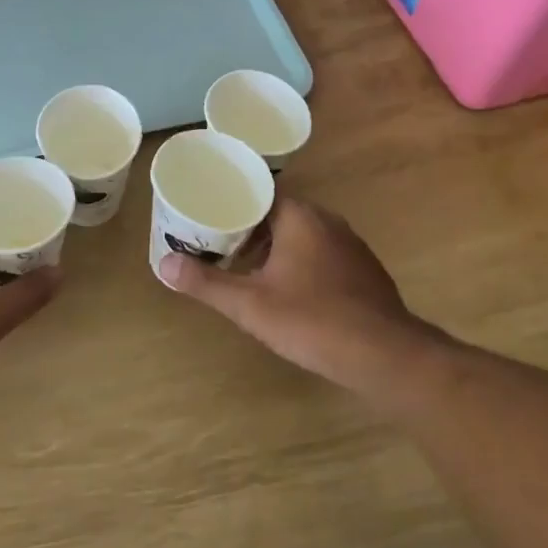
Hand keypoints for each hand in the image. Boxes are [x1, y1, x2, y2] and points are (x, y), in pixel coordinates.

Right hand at [156, 197, 442, 397]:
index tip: (209, 213)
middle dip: (250, 227)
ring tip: (248, 268)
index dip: (233, 201)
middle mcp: (327, 220)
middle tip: (220, 243)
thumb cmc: (311, 320)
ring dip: (276, 247)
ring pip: (303, 234)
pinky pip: (323, 253)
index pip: (260, 191)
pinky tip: (291, 290)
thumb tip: (164, 265)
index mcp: (298, 216)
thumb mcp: (250, 305)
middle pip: (279, 212)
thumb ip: (206, 283)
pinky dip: (302, 262)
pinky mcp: (365, 270)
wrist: (384, 355)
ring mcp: (351, 244)